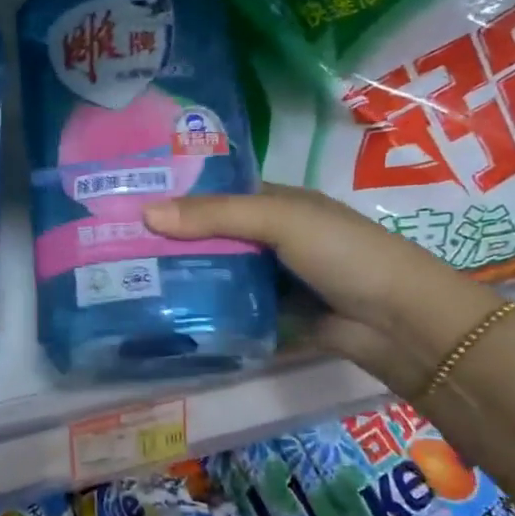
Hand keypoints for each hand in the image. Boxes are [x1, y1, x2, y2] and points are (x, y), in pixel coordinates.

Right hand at [142, 186, 501, 395]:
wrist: (401, 323)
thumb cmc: (344, 253)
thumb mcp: (281, 221)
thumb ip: (216, 215)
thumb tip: (146, 213)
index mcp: (276, 202)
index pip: (216, 192)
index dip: (177, 194)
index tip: (128, 199)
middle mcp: (270, 236)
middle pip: (211, 234)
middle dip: (170, 238)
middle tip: (113, 243)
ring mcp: (272, 277)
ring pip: (218, 271)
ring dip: (183, 275)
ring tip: (127, 278)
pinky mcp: (273, 314)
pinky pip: (230, 306)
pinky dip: (204, 308)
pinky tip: (165, 311)